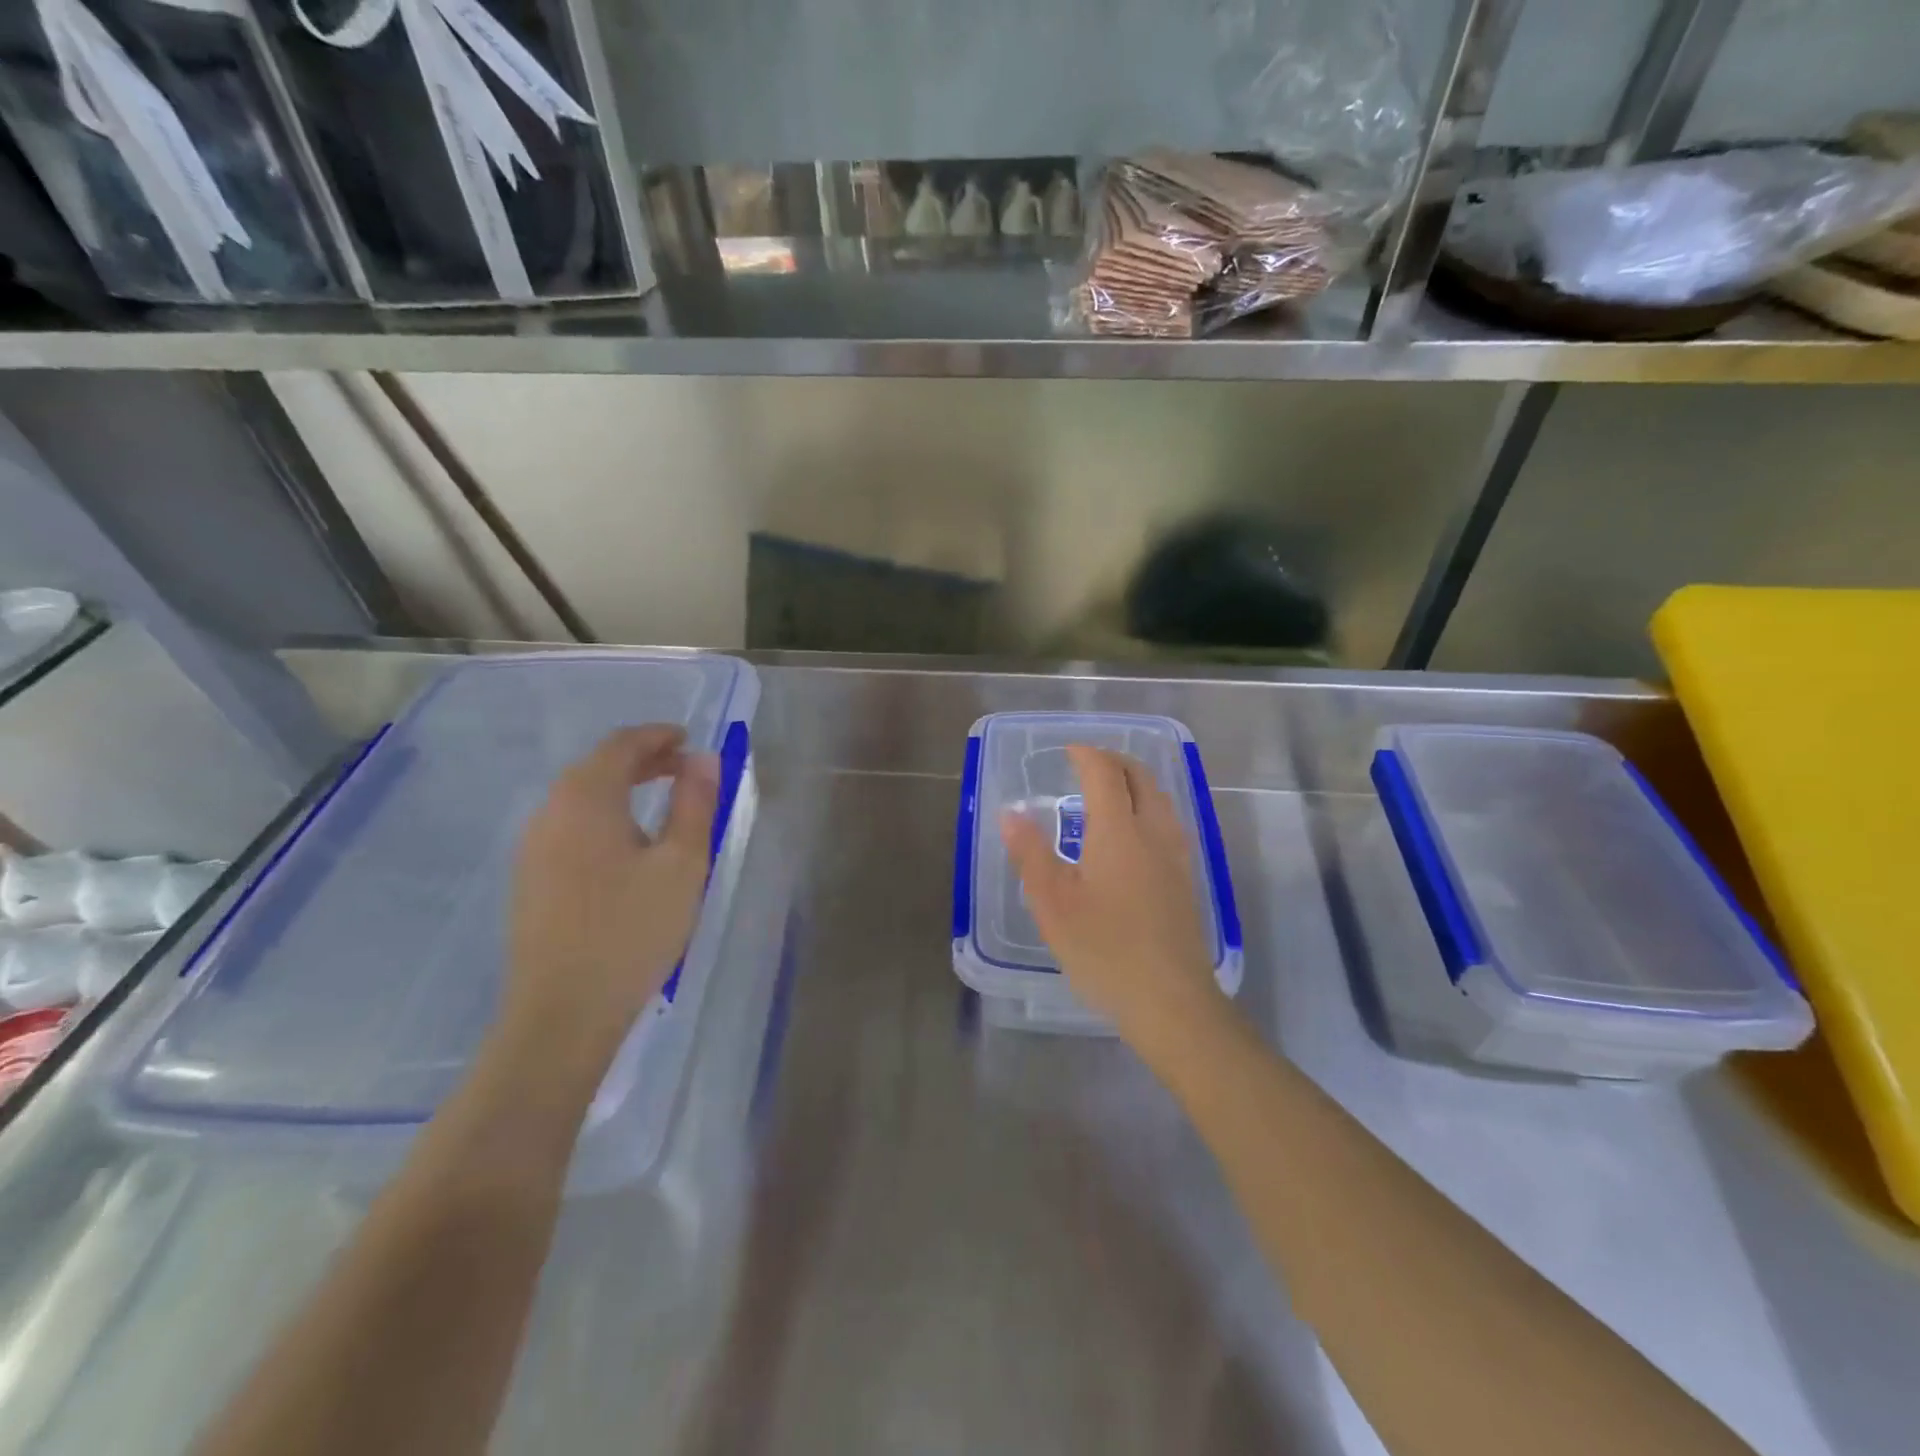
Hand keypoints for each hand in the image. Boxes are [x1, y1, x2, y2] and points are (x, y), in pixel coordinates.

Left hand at [504, 726, 718, 1062]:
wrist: (562, 1012)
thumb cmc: (631, 930)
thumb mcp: (682, 863)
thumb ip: (695, 804)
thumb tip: (705, 759)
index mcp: (586, 799)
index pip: (621, 745)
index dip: (658, 736)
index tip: (691, 740)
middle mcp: (550, 812)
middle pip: (597, 766)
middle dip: (643, 760)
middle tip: (685, 769)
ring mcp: (533, 847)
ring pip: (581, 797)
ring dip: (623, 787)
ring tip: (663, 803)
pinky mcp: (530, 878)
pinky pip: (570, 825)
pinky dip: (604, 814)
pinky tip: (628, 844)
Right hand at [1000, 745, 1224, 1052]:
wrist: (1171, 1001)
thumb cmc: (1104, 950)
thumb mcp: (1053, 904)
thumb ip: (1030, 854)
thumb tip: (1011, 813)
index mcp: (1118, 831)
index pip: (1105, 773)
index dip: (1086, 755)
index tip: (1068, 751)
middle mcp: (1153, 832)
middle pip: (1140, 777)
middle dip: (1114, 761)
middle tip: (1087, 764)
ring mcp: (1176, 856)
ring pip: (1160, 799)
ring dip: (1135, 782)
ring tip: (1110, 792)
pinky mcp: (1186, 879)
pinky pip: (1169, 822)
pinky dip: (1149, 807)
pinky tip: (1134, 834)